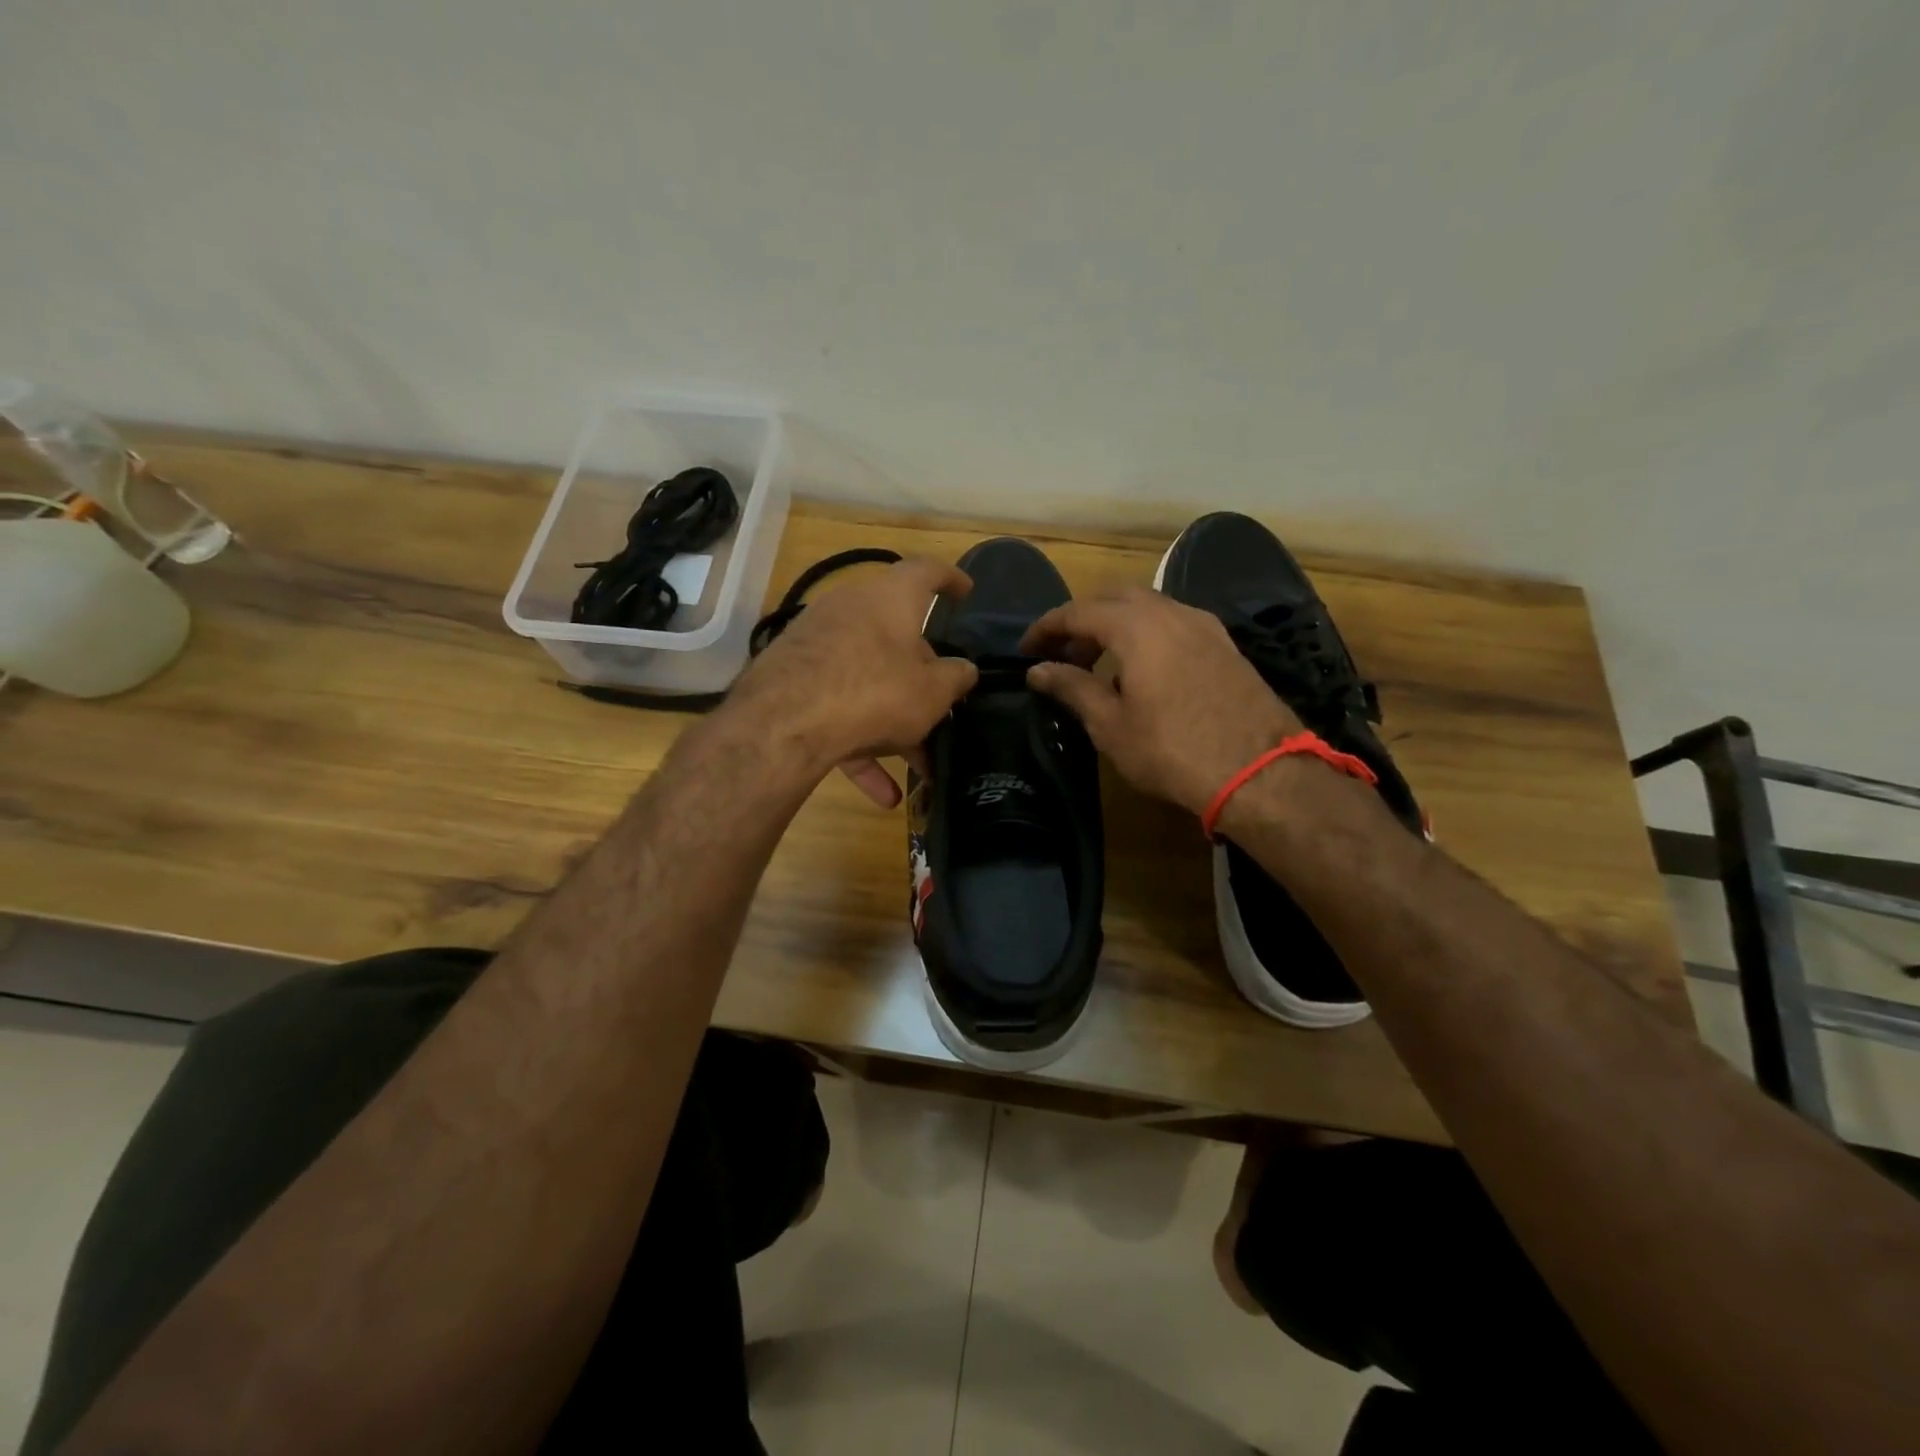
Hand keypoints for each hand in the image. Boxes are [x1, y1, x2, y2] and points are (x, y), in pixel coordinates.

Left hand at [729, 556, 978, 806]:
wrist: (784, 724)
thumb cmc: (876, 691)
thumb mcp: (932, 692)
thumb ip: (955, 678)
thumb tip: (964, 670)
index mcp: (890, 598)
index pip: (926, 572)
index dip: (951, 579)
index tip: (966, 591)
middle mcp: (850, 609)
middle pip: (895, 636)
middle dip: (920, 675)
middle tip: (942, 702)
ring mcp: (816, 643)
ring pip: (867, 679)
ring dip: (894, 722)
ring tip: (919, 766)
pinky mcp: (792, 679)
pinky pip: (837, 709)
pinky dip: (861, 745)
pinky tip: (882, 794)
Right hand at [1021, 586, 1300, 815]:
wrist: (1259, 773)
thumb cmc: (1172, 750)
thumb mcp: (1111, 724)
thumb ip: (1072, 688)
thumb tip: (1038, 670)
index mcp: (1136, 627)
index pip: (1078, 612)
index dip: (1047, 628)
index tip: (1026, 650)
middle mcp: (1171, 613)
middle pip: (1115, 598)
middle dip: (1083, 620)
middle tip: (1063, 655)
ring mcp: (1204, 626)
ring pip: (1148, 608)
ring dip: (1116, 626)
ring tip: (1099, 666)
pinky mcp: (1225, 645)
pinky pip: (1174, 624)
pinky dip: (1147, 635)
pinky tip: (1142, 672)